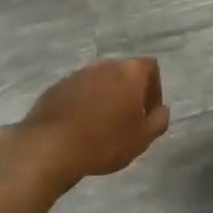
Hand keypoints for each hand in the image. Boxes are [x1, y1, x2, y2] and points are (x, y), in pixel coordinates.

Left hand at [19, 58, 168, 183]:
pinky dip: (83, 105)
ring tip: (101, 127)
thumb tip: (161, 110)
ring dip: (105, 99)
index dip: (154, 90)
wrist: (51, 147)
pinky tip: (79, 129)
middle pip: (124, 74)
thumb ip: (159, 120)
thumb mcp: (142, 138)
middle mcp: (104, 65)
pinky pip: (78, 92)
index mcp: (129, 72)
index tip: (148, 114)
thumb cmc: (105, 141)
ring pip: (99, 83)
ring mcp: (78, 74)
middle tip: (127, 122)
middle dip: (128, 94)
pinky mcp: (57, 87)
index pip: (151, 68)